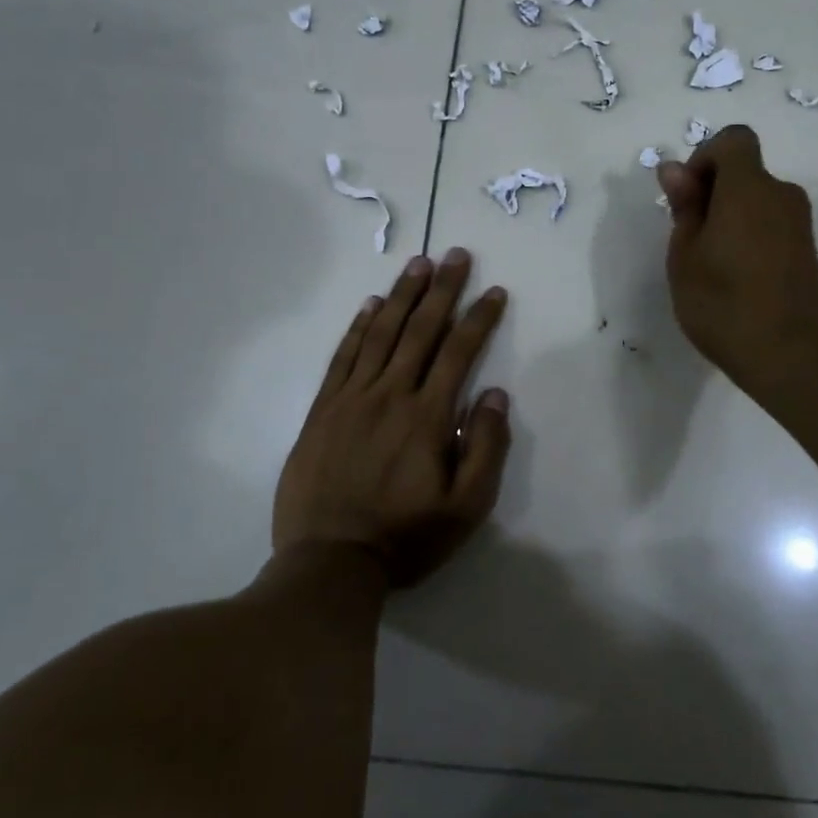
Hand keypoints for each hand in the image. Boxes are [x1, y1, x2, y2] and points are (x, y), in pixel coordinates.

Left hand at [273, 249, 509, 586]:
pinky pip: (343, 357)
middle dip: (442, 289)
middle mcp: (389, 395)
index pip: (458, 352)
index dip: (479, 318)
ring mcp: (351, 399)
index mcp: (426, 416)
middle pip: (420, 330)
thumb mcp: (466, 508)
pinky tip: (370, 305)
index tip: (494, 291)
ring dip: (401, 296)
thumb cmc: (406, 537)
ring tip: (418, 264)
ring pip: (381, 334)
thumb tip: (494, 394)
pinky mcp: (323, 410)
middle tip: (455, 254)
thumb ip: (486, 448)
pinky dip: (358, 327)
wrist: (329, 563)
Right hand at [656, 125, 817, 394]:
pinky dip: (750, 235)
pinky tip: (736, 278)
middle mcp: (781, 195)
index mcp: (749, 188)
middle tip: (690, 239)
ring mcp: (800, 224)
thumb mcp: (685, 255)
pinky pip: (771, 224)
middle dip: (713, 191)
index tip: (688, 197)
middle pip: (745, 172)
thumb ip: (684, 206)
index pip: (733, 140)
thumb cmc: (723, 303)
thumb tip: (675, 169)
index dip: (704, 158)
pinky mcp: (807, 250)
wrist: (791, 355)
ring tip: (710, 264)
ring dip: (730, 216)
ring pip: (757, 200)